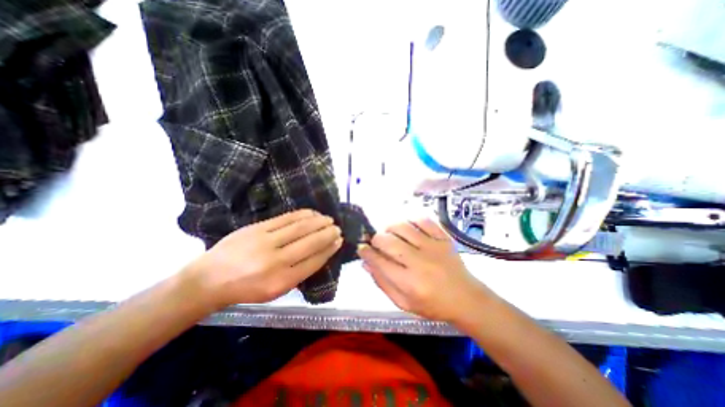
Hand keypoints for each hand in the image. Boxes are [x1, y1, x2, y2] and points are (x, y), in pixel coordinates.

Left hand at [185, 210, 342, 308]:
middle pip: (310, 243)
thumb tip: (320, 254)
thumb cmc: (246, 289)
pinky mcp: (257, 228)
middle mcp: (276, 262)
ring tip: (329, 219)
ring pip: (300, 228)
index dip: (329, 250)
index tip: (339, 241)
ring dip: (318, 222)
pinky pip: (286, 218)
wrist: (209, 280)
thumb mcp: (275, 291)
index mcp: (282, 282)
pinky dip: (303, 214)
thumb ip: (299, 273)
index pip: (314, 261)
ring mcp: (265, 242)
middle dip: (328, 234)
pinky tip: (312, 213)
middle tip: (337, 228)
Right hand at [358, 219, 495, 321]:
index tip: (362, 248)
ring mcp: (433, 247)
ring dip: (390, 227)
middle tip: (376, 243)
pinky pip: (423, 220)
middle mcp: (420, 262)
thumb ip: (382, 283)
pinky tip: (407, 227)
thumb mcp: (403, 303)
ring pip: (403, 227)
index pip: (379, 262)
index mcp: (410, 283)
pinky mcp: (443, 238)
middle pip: (388, 241)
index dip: (366, 253)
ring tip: (389, 233)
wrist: (466, 298)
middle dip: (376, 239)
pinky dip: (411, 220)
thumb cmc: (433, 305)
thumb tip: (366, 263)